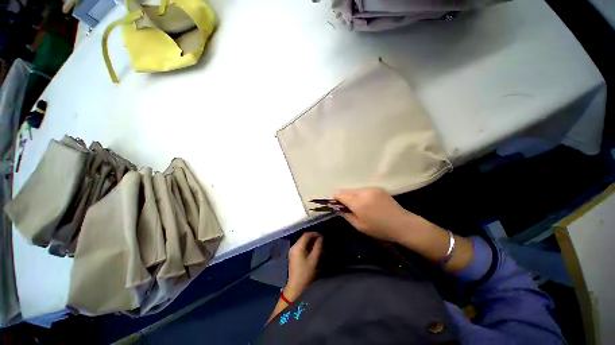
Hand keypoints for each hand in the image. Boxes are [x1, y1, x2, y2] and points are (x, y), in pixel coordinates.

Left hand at [284, 232, 322, 300]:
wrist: (295, 286)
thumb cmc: (305, 273)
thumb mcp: (314, 259)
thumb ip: (318, 247)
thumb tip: (321, 238)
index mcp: (298, 247)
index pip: (306, 235)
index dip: (315, 234)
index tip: (322, 236)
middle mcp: (294, 246)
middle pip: (304, 238)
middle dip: (313, 238)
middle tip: (321, 241)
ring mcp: (292, 250)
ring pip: (302, 242)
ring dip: (310, 242)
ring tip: (318, 246)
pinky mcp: (293, 255)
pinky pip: (301, 246)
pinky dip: (307, 246)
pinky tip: (312, 250)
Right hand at [335, 188, 473, 270]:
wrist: (402, 224)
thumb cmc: (379, 229)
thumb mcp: (359, 226)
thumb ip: (346, 215)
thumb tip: (338, 208)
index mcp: (358, 202)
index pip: (340, 194)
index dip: (336, 199)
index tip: (338, 206)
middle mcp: (363, 192)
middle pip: (347, 190)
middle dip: (344, 198)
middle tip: (350, 208)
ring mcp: (371, 189)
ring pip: (355, 190)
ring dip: (353, 196)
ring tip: (361, 207)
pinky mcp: (378, 188)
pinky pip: (364, 190)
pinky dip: (362, 195)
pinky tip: (369, 204)